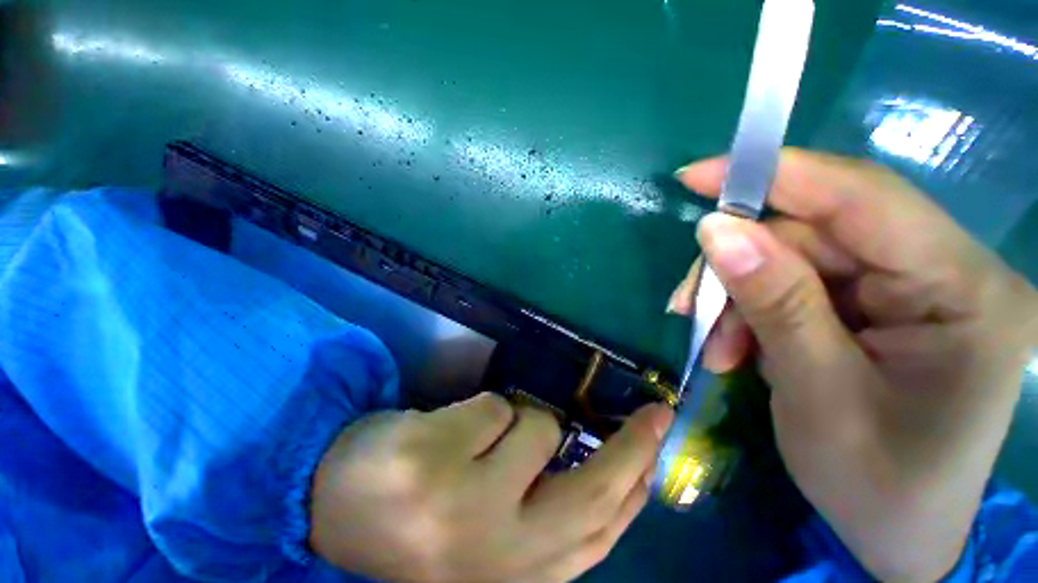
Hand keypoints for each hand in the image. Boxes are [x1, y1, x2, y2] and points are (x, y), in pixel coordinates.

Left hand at [310, 393, 672, 581]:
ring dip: (517, 422)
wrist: (331, 506)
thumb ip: (546, 516)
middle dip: (631, 446)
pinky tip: (444, 435)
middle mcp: (492, 555)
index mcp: (511, 578)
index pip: (598, 533)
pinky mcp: (430, 457)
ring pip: (534, 427)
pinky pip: (491, 407)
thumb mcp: (491, 535)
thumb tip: (610, 475)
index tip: (659, 450)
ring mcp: (458, 505)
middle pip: (589, 489)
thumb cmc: (421, 521)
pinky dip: (480, 412)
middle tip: (654, 414)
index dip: (636, 490)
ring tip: (477, 441)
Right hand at [669, 150, 1037, 581]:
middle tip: (687, 306)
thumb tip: (714, 231)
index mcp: (964, 291)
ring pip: (796, 260)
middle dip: (738, 266)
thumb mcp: (816, 394)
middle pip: (816, 233)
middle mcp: (946, 273)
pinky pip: (799, 286)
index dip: (775, 175)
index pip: (861, 198)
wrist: (901, 535)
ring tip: (714, 345)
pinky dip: (753, 311)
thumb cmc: (876, 485)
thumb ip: (772, 301)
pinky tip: (736, 347)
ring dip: (739, 297)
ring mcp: (915, 289)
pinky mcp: (884, 307)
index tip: (696, 176)